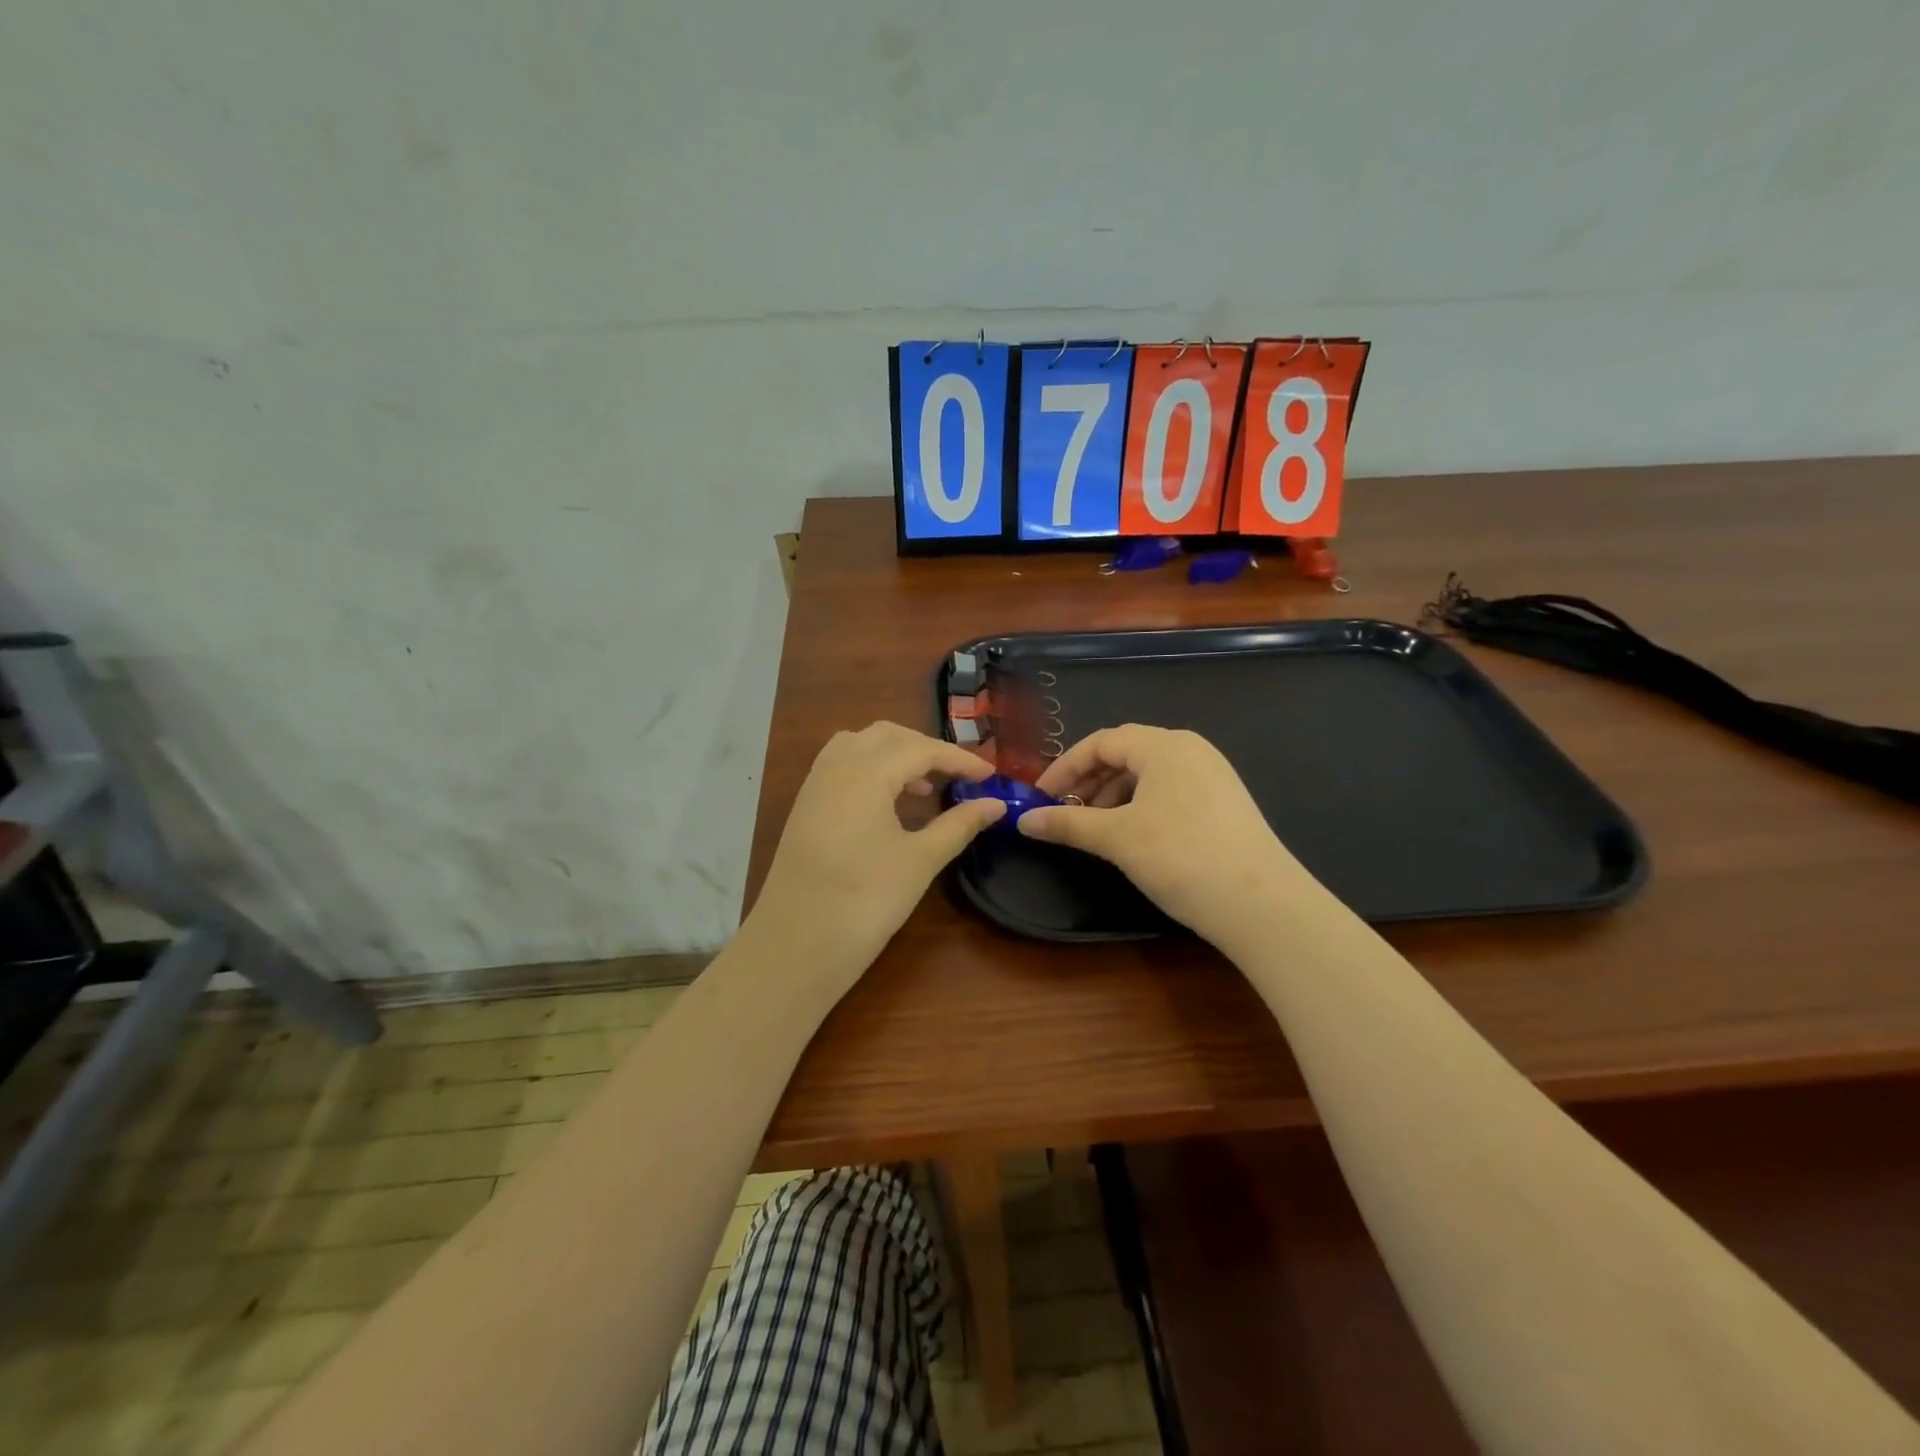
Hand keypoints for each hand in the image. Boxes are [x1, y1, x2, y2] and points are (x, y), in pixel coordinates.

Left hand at [744, 722, 1003, 983]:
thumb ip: (959, 825)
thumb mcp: (920, 860)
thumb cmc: (865, 900)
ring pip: (860, 744)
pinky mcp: (805, 806)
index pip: (921, 748)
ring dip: (895, 754)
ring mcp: (815, 785)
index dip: (960, 760)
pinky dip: (871, 768)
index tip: (991, 776)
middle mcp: (836, 766)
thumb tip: (996, 804)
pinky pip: (841, 765)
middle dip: (926, 748)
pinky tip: (889, 802)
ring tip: (925, 786)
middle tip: (959, 776)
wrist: (796, 945)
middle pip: (887, 736)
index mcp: (866, 772)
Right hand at [1018, 725, 1320, 944]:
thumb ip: (1067, 824)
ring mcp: (1213, 776)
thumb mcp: (1116, 838)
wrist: (1261, 904)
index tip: (1039, 797)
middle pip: (1125, 755)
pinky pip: (1170, 793)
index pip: (1101, 742)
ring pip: (1148, 776)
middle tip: (1064, 814)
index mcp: (1164, 745)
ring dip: (1113, 797)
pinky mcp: (1225, 804)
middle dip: (1088, 782)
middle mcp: (1190, 750)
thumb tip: (1022, 820)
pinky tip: (1132, 837)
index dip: (1064, 767)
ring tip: (1095, 829)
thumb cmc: (1180, 856)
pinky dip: (1140, 807)